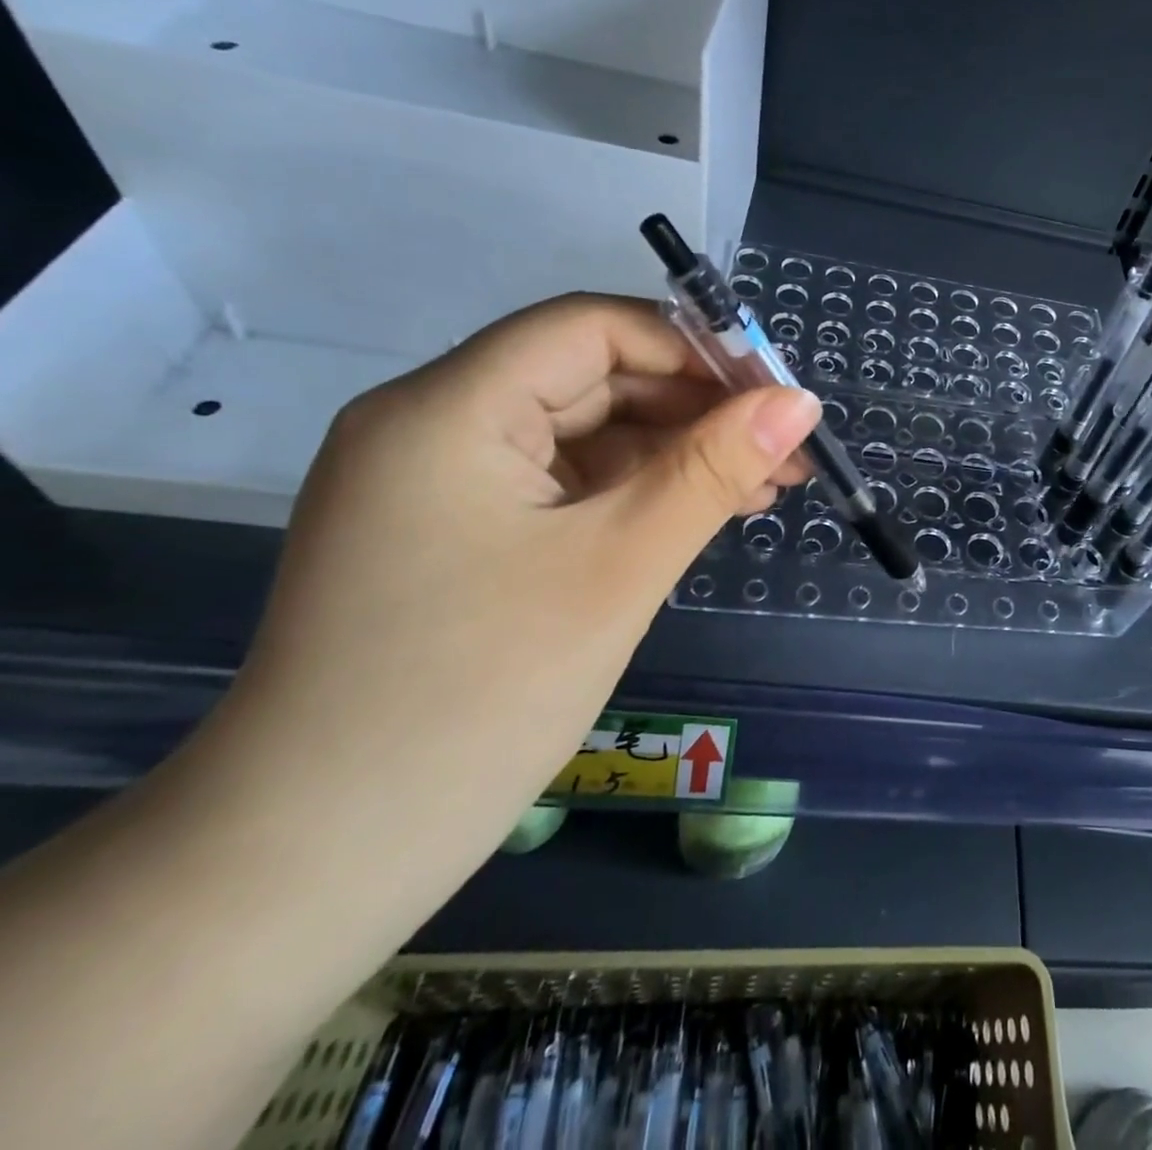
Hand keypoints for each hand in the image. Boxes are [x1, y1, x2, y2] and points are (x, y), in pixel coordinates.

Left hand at [200, 294, 817, 868]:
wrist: (317, 858)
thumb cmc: (477, 695)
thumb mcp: (619, 567)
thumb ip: (713, 471)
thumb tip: (798, 404)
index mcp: (450, 409)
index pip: (591, 329)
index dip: (694, 348)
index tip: (776, 394)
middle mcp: (434, 426)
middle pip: (590, 379)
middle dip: (696, 408)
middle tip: (784, 452)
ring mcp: (439, 484)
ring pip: (583, 435)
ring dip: (674, 454)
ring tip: (762, 488)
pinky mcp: (455, 535)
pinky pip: (562, 486)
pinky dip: (633, 494)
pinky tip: (697, 516)